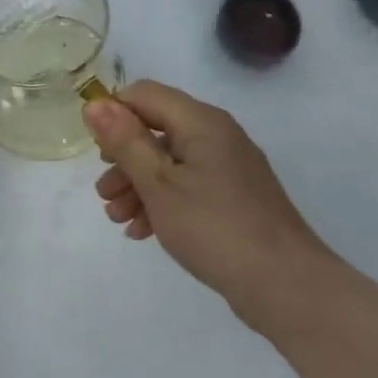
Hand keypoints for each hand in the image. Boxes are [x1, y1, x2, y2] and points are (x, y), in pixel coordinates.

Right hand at [84, 81, 332, 308]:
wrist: (283, 283)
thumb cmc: (213, 227)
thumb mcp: (159, 184)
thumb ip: (126, 142)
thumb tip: (95, 104)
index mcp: (201, 122)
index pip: (145, 94)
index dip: (114, 114)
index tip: (94, 150)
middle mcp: (217, 135)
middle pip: (157, 130)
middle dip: (123, 158)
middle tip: (103, 192)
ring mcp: (229, 168)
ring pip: (170, 162)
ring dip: (138, 185)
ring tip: (117, 218)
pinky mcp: (233, 198)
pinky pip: (188, 187)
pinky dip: (162, 201)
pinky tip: (142, 231)